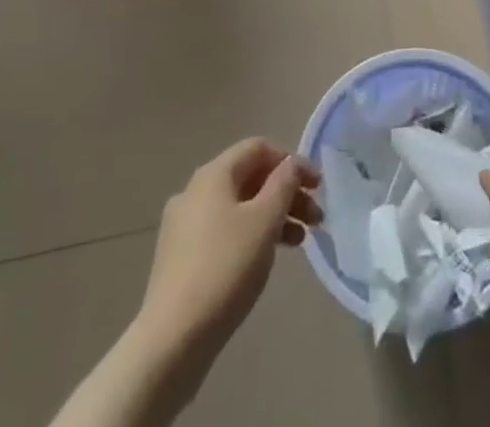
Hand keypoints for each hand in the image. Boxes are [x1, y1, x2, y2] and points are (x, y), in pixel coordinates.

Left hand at [137, 140, 322, 359]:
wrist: (172, 340)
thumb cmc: (225, 268)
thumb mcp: (265, 220)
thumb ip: (283, 184)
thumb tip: (291, 164)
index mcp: (213, 174)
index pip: (258, 148)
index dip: (291, 161)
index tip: (316, 186)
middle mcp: (195, 192)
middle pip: (250, 178)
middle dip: (286, 193)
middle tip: (315, 218)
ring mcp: (184, 226)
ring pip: (239, 207)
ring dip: (272, 216)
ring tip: (299, 242)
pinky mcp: (181, 258)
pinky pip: (224, 231)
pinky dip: (251, 235)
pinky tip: (266, 259)